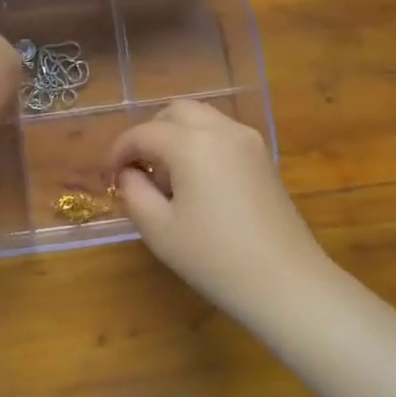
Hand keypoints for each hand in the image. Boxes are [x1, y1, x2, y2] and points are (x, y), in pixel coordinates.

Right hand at [108, 99, 335, 322]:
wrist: (287, 284)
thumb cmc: (215, 259)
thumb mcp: (159, 230)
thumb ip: (134, 192)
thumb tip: (128, 173)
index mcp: (191, 143)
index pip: (143, 133)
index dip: (118, 151)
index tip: (108, 176)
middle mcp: (221, 129)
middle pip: (174, 112)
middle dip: (149, 134)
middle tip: (137, 169)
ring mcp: (247, 140)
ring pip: (200, 119)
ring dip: (176, 135)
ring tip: (167, 177)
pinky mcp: (263, 157)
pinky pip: (221, 133)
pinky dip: (200, 143)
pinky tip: (197, 182)